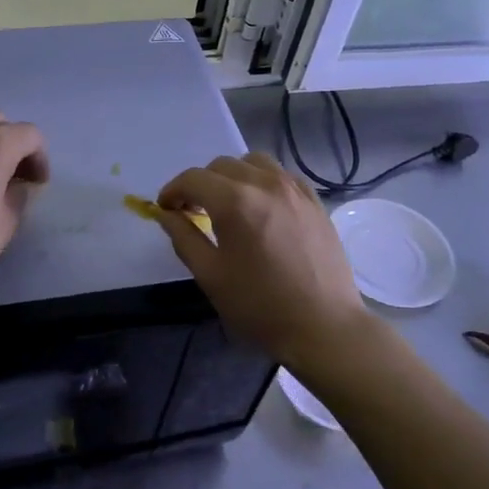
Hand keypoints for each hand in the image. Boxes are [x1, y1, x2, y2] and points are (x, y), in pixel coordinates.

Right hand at [155, 152, 368, 366]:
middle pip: (222, 165)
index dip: (172, 191)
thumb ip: (183, 237)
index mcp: (235, 202)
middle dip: (200, 184)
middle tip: (193, 211)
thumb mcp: (210, 275)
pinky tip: (261, 207)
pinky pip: (282, 175)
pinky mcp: (315, 201)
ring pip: (254, 162)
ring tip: (228, 204)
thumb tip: (165, 214)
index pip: (193, 178)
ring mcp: (295, 190)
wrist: (323, 326)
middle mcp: (265, 184)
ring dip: (232, 176)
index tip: (165, 209)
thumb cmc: (259, 306)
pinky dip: (262, 181)